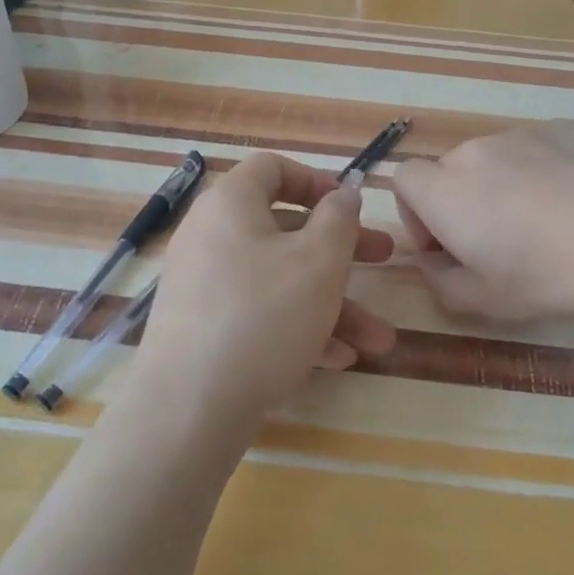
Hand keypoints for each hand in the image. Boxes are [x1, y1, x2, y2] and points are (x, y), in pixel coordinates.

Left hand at [137, 153, 395, 433]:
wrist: (189, 405)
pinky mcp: (203, 330)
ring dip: (331, 304)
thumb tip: (341, 193)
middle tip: (384, 259)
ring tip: (378, 340)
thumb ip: (339, 219)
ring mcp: (203, 286)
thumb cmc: (264, 315)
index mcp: (231, 205)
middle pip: (285, 230)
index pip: (272, 169)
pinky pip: (258, 314)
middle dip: (342, 250)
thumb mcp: (319, 261)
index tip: (350, 207)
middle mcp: (211, 237)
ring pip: (278, 281)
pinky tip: (337, 359)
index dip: (316, 180)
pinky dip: (297, 327)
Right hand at [391, 120, 573, 322]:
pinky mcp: (567, 127)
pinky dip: (545, 171)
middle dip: (463, 203)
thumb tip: (435, 261)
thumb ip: (440, 281)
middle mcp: (476, 151)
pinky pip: (539, 149)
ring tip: (551, 223)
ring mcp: (524, 133)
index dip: (416, 214)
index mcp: (445, 190)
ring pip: (497, 159)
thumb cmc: (548, 276)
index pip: (403, 180)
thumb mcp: (483, 301)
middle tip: (502, 243)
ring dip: (504, 186)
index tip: (448, 246)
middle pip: (451, 171)